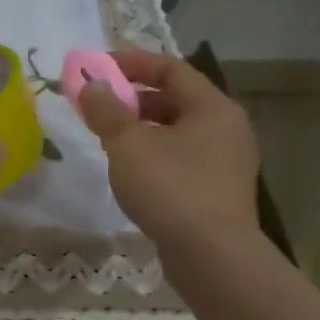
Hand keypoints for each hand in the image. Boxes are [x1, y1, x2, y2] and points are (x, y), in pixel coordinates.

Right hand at [77, 47, 260, 252]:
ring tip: (109, 139)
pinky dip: (155, 153)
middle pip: (176, 99)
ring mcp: (226, 162)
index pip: (171, 69)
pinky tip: (131, 170)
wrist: (212, 256)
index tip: (98, 67)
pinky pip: (182, 157)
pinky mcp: (218, 190)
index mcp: (212, 107)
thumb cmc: (170, 188)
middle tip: (99, 105)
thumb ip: (107, 110)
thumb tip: (93, 86)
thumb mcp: (127, 144)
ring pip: (178, 131)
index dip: (133, 63)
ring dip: (142, 128)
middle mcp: (227, 128)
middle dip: (134, 98)